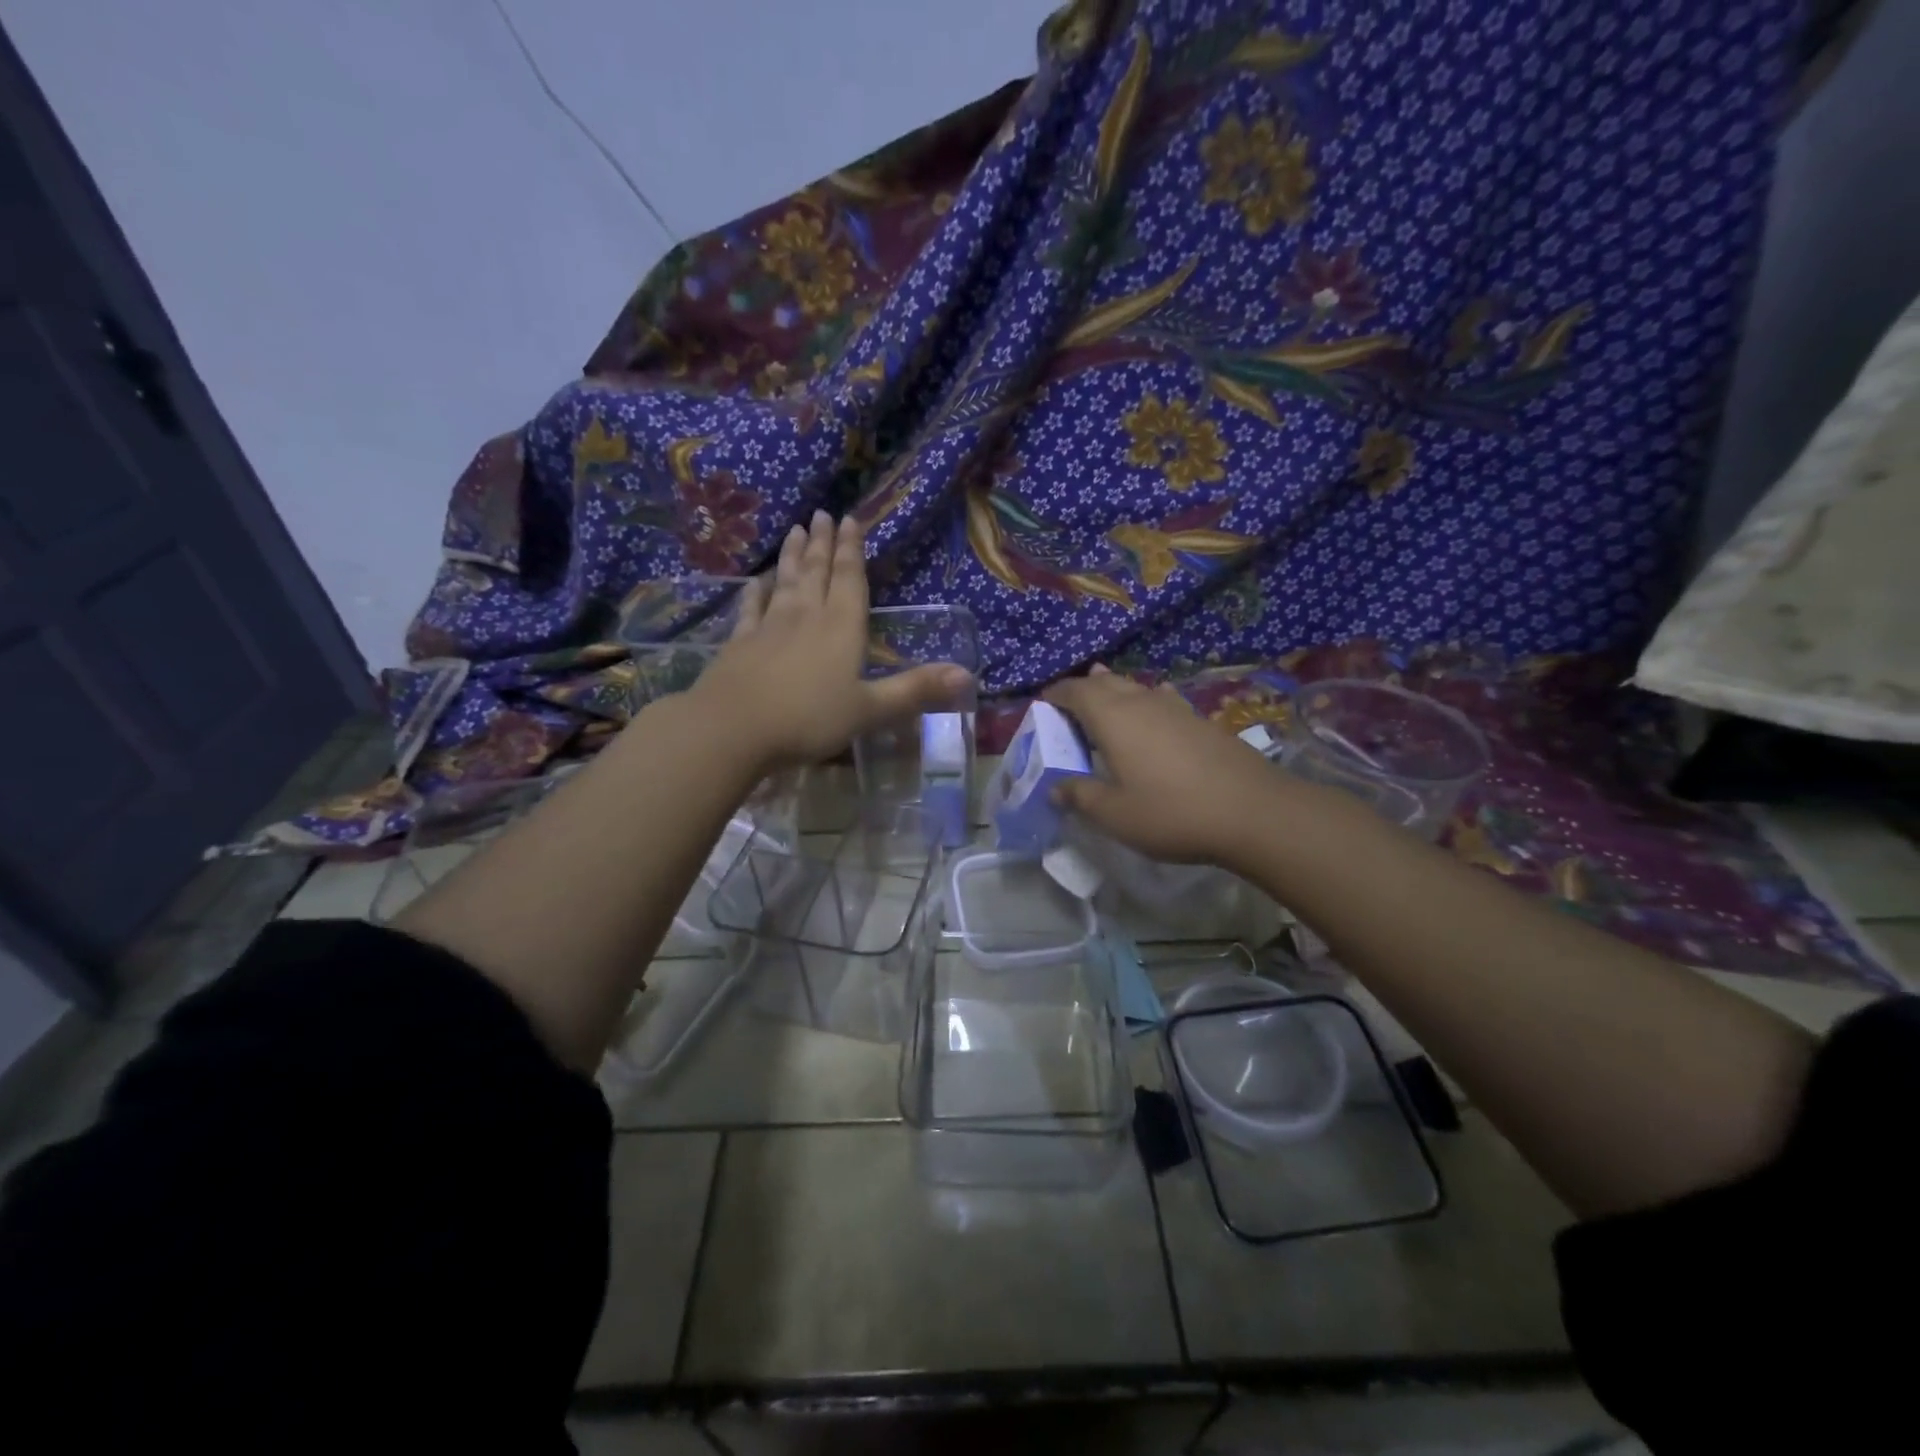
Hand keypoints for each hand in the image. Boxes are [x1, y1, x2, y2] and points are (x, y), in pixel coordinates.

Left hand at [692, 511, 971, 770]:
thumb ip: (916, 691)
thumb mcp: (870, 710)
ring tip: (794, 529)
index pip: (850, 579)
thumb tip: (968, 675)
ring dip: (792, 555)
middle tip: (822, 513)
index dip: (852, 549)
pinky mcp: (740, 641)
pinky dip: (756, 591)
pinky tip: (757, 580)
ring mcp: (769, 626)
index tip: (850, 519)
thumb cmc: (809, 719)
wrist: (734, 728)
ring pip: (785, 581)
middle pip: (817, 571)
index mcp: (842, 628)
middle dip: (822, 542)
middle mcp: (807, 616)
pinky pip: (751, 607)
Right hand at [1043, 665, 1295, 869]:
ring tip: (1104, 694)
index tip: (1042, 704)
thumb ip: (1081, 797)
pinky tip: (1153, 712)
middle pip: (1105, 683)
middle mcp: (1141, 702)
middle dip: (1083, 689)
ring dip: (1115, 691)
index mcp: (1112, 718)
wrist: (1253, 811)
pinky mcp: (1200, 721)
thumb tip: (1056, 788)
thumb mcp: (1115, 815)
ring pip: (1135, 688)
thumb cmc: (1172, 813)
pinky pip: (1161, 700)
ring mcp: (1175, 708)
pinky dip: (1145, 702)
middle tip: (1069, 706)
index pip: (1075, 691)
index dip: (1056, 694)